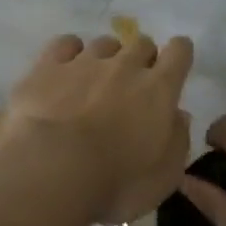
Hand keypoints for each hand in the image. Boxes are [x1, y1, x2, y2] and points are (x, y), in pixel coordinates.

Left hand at [0, 32, 194, 224]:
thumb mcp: (164, 177)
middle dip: (142, 58)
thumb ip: (177, 141)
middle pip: (141, 43)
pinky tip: (65, 68)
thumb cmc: (115, 183)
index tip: (174, 67)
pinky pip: (65, 44)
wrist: (50, 171)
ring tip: (96, 80)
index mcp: (158, 90)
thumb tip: (178, 116)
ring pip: (104, 43)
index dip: (179, 54)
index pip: (179, 52)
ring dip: (106, 57)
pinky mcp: (47, 67)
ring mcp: (83, 62)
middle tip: (133, 85)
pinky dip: (69, 52)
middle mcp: (124, 66)